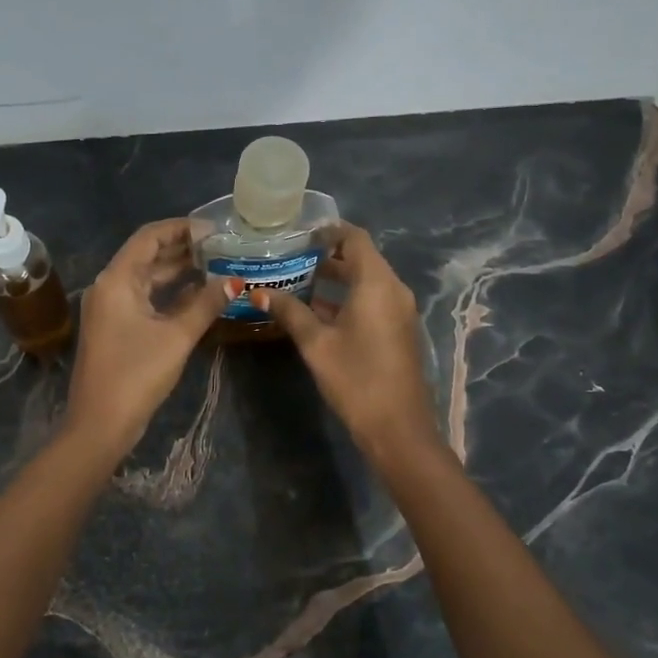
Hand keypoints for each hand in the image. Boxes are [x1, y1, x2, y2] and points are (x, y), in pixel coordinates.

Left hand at [64, 219, 233, 457]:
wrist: (101, 423)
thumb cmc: (136, 374)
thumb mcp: (177, 336)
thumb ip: (206, 304)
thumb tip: (235, 281)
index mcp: (116, 279)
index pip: (149, 237)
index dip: (182, 228)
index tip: (215, 230)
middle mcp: (109, 286)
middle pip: (148, 255)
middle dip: (184, 249)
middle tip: (223, 247)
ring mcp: (111, 309)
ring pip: (148, 279)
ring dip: (179, 272)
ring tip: (218, 267)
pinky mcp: (116, 328)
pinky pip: (145, 299)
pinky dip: (170, 295)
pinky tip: (199, 296)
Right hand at [253, 223, 440, 465]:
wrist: (397, 427)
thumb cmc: (356, 378)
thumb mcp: (316, 344)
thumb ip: (290, 312)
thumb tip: (258, 292)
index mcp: (377, 283)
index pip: (355, 238)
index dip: (328, 230)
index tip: (299, 233)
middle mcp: (393, 290)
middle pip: (361, 258)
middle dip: (326, 255)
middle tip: (290, 256)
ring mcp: (399, 312)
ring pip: (366, 282)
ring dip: (335, 279)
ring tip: (296, 280)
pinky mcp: (397, 331)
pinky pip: (372, 301)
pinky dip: (346, 298)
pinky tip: (315, 311)